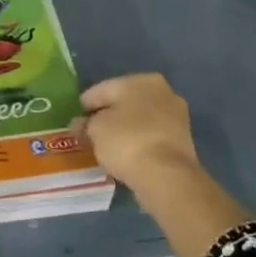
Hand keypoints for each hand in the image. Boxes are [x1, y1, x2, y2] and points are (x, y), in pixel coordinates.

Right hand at [76, 74, 200, 191]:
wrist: (166, 176)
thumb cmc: (127, 141)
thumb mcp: (94, 130)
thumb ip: (85, 124)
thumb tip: (80, 124)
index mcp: (141, 80)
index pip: (102, 89)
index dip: (84, 106)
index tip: (73, 122)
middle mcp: (163, 91)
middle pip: (124, 103)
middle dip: (106, 116)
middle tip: (88, 134)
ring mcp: (176, 116)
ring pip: (139, 120)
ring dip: (123, 130)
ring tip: (104, 147)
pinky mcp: (182, 141)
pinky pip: (150, 137)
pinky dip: (137, 143)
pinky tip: (124, 155)